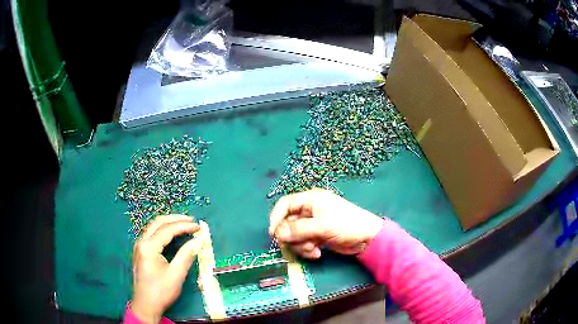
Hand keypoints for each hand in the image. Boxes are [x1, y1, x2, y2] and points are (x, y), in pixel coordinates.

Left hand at [131, 215, 202, 323]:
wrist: (145, 305)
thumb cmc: (161, 291)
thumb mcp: (176, 275)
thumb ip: (186, 255)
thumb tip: (197, 241)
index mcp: (148, 247)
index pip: (167, 229)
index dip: (184, 226)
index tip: (198, 227)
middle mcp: (141, 242)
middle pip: (158, 222)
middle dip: (175, 219)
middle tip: (192, 220)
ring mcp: (138, 246)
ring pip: (153, 227)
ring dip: (169, 223)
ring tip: (184, 225)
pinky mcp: (140, 251)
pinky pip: (151, 234)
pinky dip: (163, 230)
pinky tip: (172, 234)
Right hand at [269, 189, 383, 258]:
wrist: (367, 238)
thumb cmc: (346, 225)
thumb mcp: (321, 226)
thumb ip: (298, 230)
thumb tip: (278, 234)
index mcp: (311, 200)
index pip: (285, 204)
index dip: (276, 218)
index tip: (273, 234)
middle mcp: (310, 211)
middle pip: (288, 223)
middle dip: (292, 237)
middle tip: (298, 246)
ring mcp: (313, 224)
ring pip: (295, 235)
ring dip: (301, 245)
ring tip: (313, 250)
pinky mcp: (318, 236)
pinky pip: (304, 242)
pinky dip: (308, 249)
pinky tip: (318, 253)